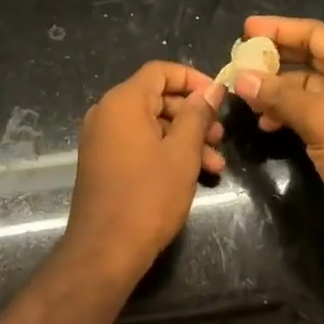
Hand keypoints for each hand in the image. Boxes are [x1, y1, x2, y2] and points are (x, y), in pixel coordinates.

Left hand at [65, 61, 225, 282]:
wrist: (105, 252)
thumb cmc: (148, 196)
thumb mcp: (182, 153)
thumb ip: (197, 115)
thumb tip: (211, 88)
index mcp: (123, 102)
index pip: (160, 71)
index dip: (192, 79)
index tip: (218, 96)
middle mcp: (107, 113)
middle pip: (157, 98)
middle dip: (193, 115)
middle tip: (221, 136)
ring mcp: (102, 139)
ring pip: (151, 125)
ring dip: (185, 138)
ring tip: (216, 164)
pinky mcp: (104, 163)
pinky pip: (139, 144)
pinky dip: (165, 152)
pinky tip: (194, 175)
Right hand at [231, 16, 323, 253]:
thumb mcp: (320, 119)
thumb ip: (279, 95)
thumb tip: (241, 78)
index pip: (313, 33)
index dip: (279, 28)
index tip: (245, 29)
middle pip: (309, 56)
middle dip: (274, 58)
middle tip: (239, 60)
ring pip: (306, 87)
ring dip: (276, 89)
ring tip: (245, 96)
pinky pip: (309, 112)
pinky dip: (286, 113)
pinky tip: (265, 123)